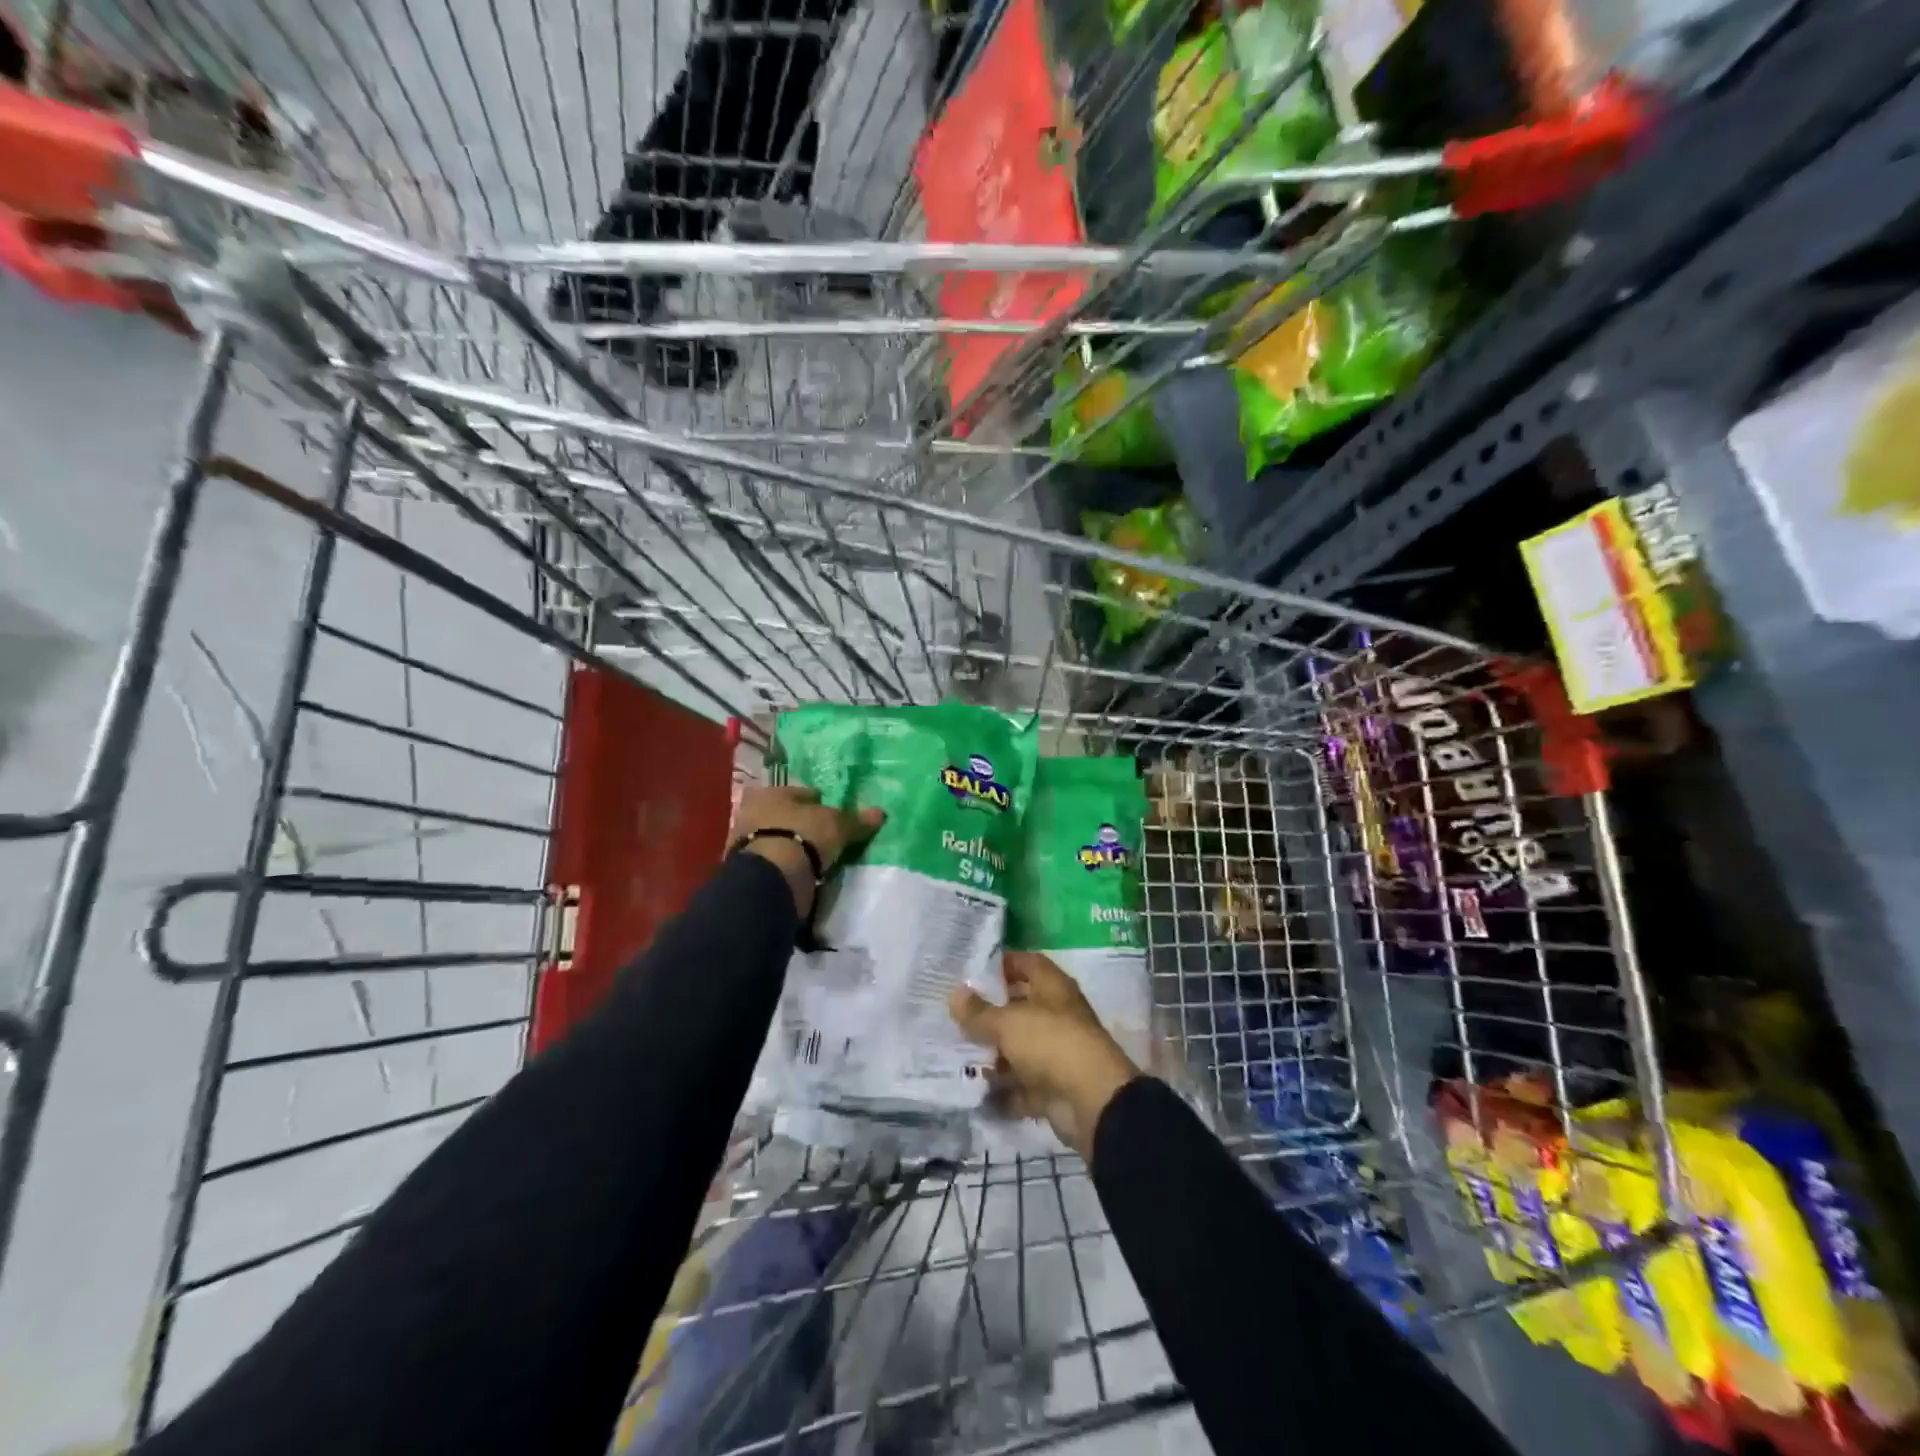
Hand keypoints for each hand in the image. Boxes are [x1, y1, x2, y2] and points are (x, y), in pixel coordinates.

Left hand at [734, 784, 884, 917]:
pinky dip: (788, 865)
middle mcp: (753, 811)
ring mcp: (746, 842)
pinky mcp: (747, 869)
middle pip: (787, 815)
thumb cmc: (803, 836)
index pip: (802, 793)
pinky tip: (803, 872)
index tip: (835, 815)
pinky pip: (776, 862)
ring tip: (817, 858)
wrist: (771, 878)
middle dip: (804, 824)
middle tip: (825, 836)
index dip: (820, 802)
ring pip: (780, 839)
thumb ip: (856, 820)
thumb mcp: (836, 825)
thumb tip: (880, 813)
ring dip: (795, 846)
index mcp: (771, 792)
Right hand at [948, 952, 1140, 1158]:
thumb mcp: (1007, 1022)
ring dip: (992, 1055)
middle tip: (955, 1017)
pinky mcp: (1052, 1086)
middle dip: (990, 1014)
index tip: (972, 972)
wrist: (1091, 1100)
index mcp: (1052, 987)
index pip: (1027, 963)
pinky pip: (1021, 1085)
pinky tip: (973, 1091)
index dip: (1002, 964)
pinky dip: (1002, 1090)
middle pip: (1020, 1008)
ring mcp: (1056, 1052)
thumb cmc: (1050, 1043)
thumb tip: (955, 994)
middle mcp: (1057, 1015)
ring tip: (956, 1055)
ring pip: (1018, 1048)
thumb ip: (978, 1012)